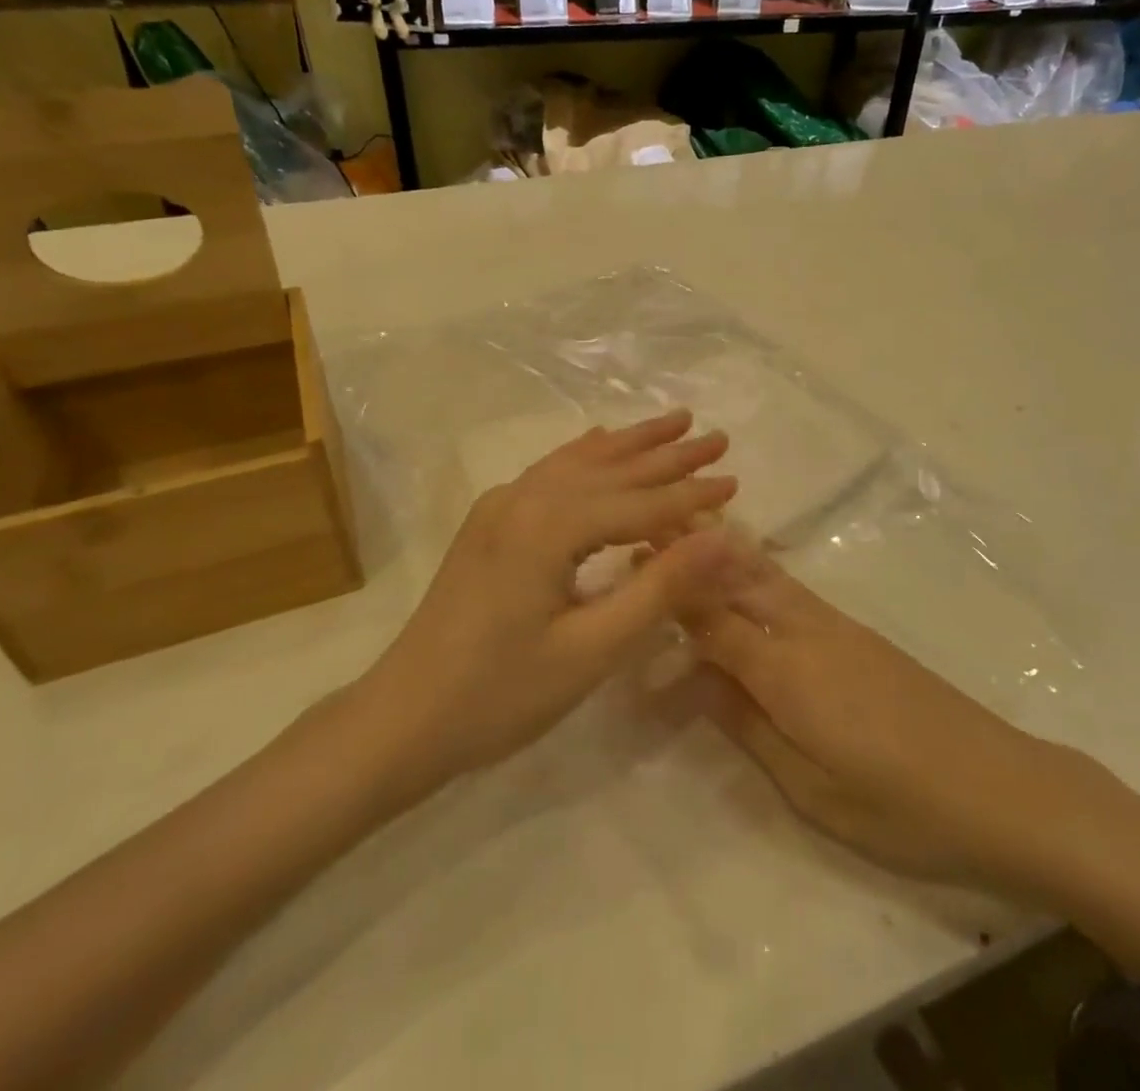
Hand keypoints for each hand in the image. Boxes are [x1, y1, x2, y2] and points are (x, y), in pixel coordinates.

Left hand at [361, 410, 738, 786]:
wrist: (402, 718)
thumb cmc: (501, 694)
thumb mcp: (592, 649)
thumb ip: (660, 588)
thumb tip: (724, 538)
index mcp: (549, 527)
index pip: (639, 503)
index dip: (691, 495)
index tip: (737, 479)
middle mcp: (524, 499)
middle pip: (611, 469)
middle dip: (668, 453)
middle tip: (717, 436)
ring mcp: (500, 506)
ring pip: (578, 462)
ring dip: (629, 444)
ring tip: (673, 422)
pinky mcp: (488, 522)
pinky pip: (549, 473)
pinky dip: (585, 455)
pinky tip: (600, 441)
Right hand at [690, 541, 1114, 897]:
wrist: (1002, 788)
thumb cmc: (900, 806)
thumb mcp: (811, 786)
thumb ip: (748, 724)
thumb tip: (695, 677)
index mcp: (787, 672)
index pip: (712, 619)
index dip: (671, 589)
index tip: (634, 553)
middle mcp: (807, 633)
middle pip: (738, 579)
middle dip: (693, 548)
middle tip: (652, 517)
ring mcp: (838, 628)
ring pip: (767, 575)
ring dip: (723, 549)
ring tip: (690, 522)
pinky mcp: (860, 635)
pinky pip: (792, 590)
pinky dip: (758, 568)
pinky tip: (749, 567)